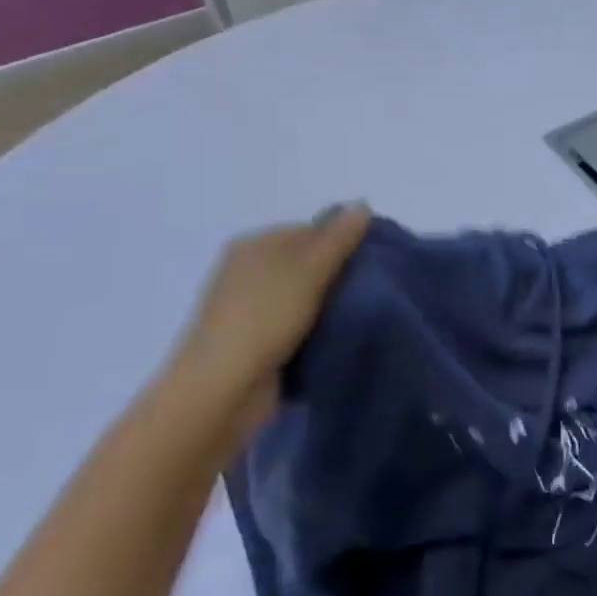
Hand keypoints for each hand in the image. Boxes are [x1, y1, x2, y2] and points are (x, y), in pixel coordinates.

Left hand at [164, 206, 370, 449]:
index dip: (345, 242)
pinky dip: (317, 331)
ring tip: (364, 314)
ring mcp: (250, 309)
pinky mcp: (256, 344)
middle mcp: (249, 271)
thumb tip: (362, 202)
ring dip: (331, 307)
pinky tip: (339, 338)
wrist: (220, 392)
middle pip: (309, 263)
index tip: (376, 261)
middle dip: (340, 275)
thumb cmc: (264, 319)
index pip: (313, 230)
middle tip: (375, 289)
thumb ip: (338, 237)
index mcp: (255, 244)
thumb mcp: (309, 269)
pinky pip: (298, 327)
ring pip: (306, 297)